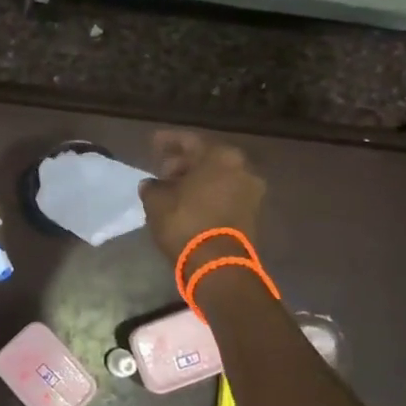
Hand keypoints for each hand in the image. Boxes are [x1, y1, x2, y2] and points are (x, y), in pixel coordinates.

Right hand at [138, 130, 265, 262]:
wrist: (218, 264)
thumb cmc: (185, 222)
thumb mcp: (156, 201)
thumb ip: (152, 186)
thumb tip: (152, 184)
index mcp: (220, 156)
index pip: (189, 141)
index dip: (167, 141)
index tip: (152, 142)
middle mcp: (242, 168)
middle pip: (207, 158)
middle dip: (183, 162)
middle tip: (162, 170)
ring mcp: (251, 191)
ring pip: (218, 177)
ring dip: (196, 180)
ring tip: (173, 188)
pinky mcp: (253, 213)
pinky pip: (225, 194)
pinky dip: (208, 194)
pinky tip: (189, 202)